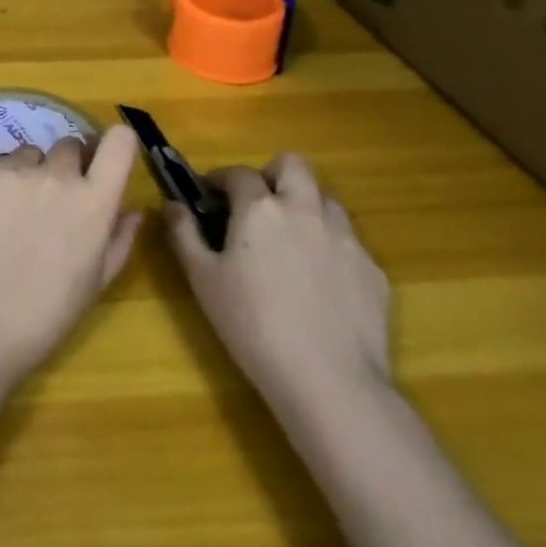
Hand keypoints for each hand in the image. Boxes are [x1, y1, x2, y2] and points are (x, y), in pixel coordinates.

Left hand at [0, 128, 143, 382]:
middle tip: (49, 201)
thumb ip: (119, 240)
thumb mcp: (96, 283)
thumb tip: (133, 210)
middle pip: (69, 145)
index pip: (119, 141)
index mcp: (95, 201)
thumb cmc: (47, 313)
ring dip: (26, 172)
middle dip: (64, 167)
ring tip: (11, 212)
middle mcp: (58, 175)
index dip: (113, 145)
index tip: (102, 159)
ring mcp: (15, 170)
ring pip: (27, 154)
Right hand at [165, 154, 391, 427]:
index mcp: (260, 208)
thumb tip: (172, 205)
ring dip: (305, 205)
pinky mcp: (373, 269)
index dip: (220, 179)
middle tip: (257, 205)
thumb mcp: (203, 280)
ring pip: (326, 199)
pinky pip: (349, 241)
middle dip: (272, 175)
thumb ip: (184, 234)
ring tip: (290, 240)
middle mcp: (305, 209)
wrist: (329, 381)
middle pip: (293, 166)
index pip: (238, 173)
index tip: (209, 195)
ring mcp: (346, 237)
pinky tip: (319, 283)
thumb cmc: (253, 325)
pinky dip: (330, 246)